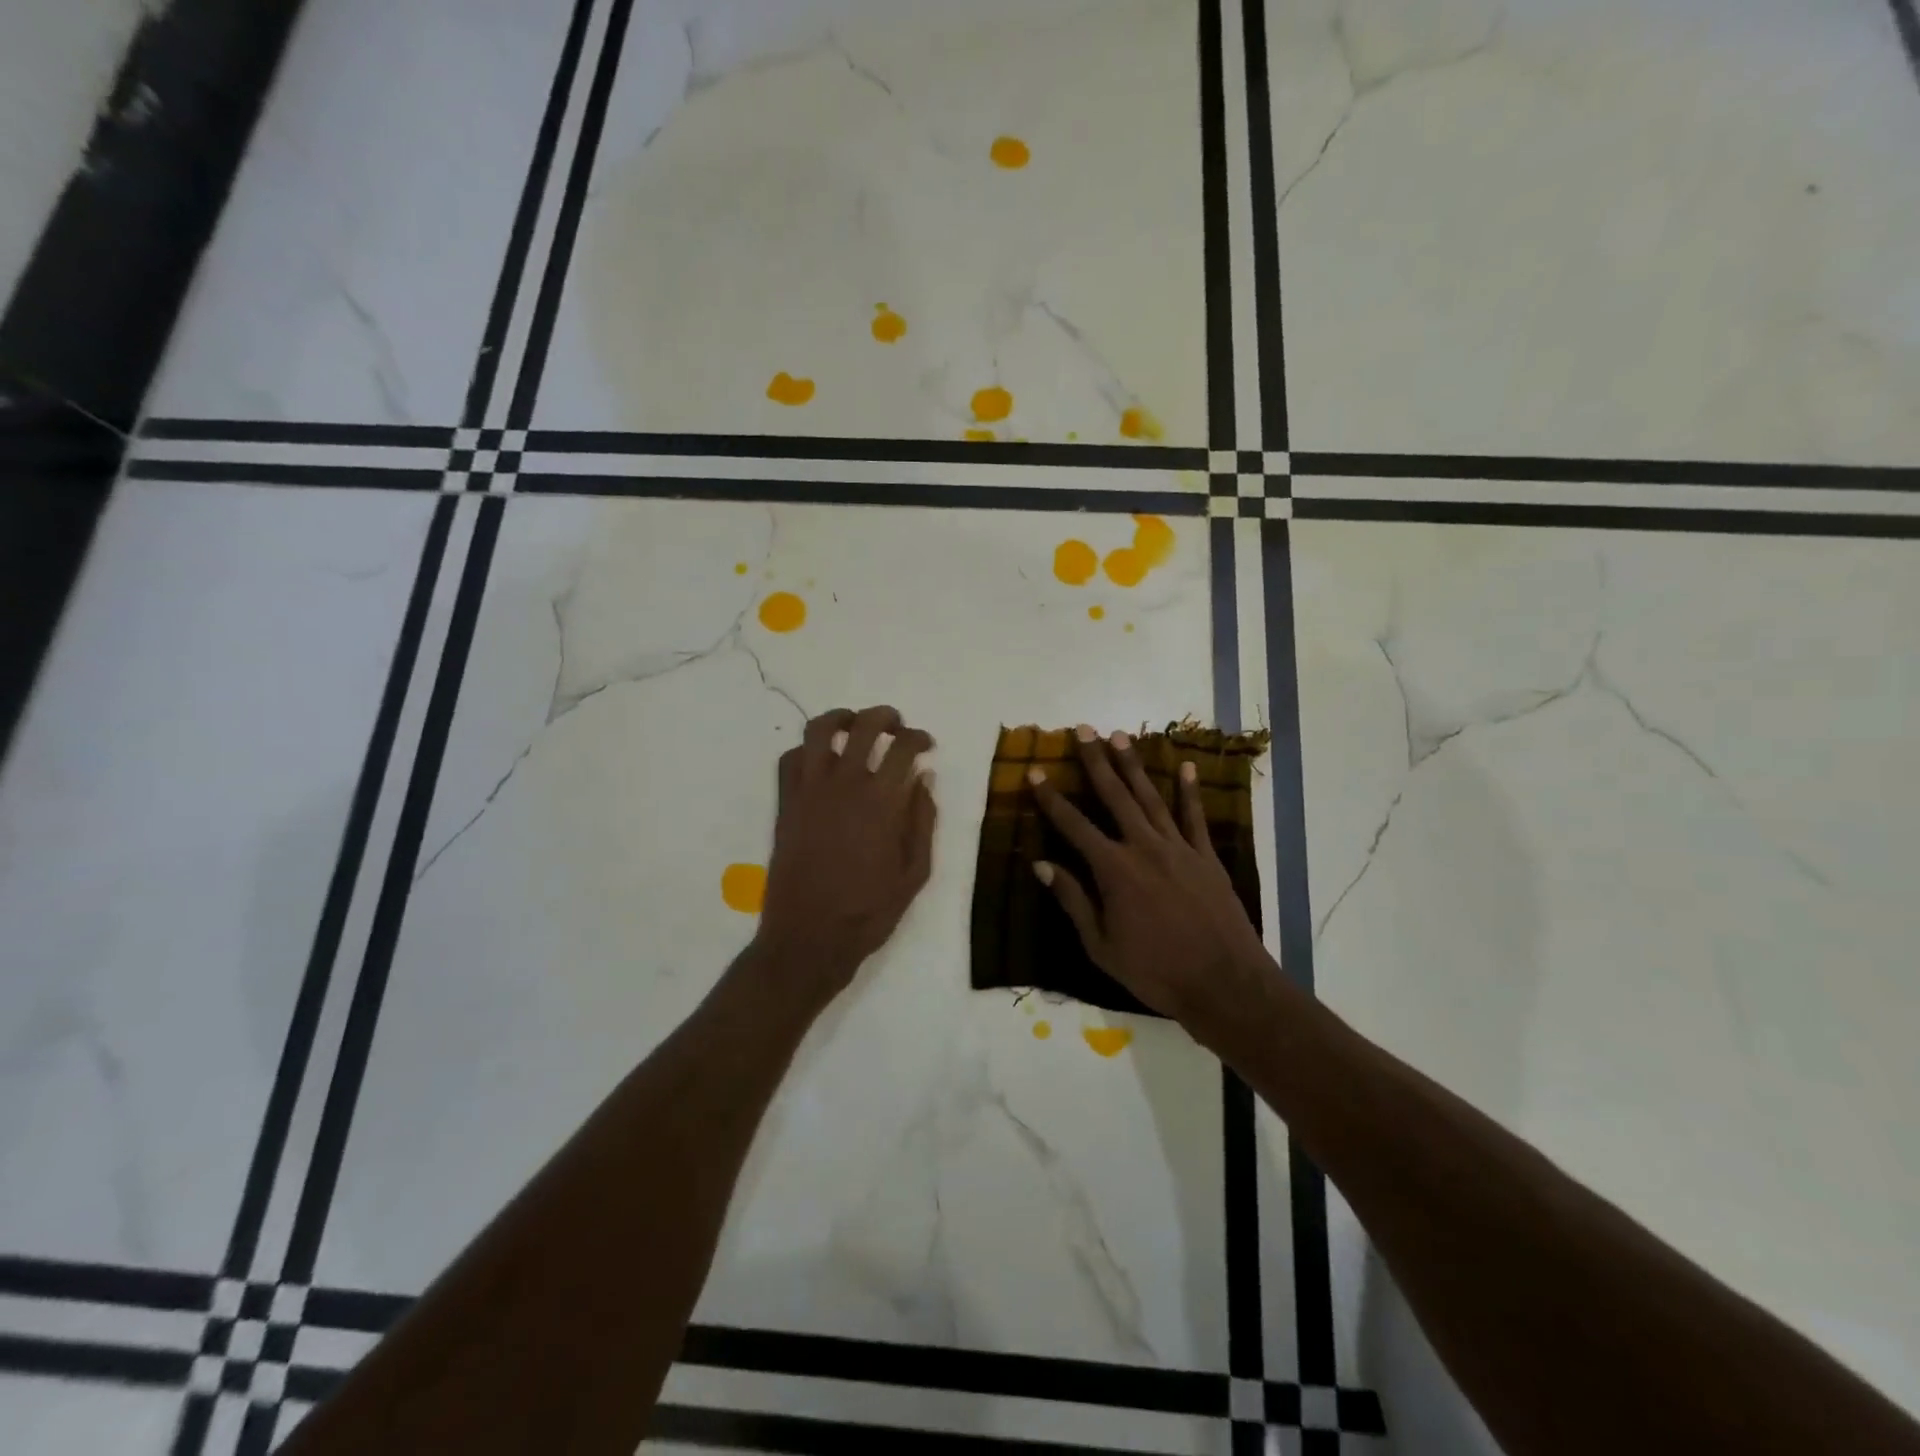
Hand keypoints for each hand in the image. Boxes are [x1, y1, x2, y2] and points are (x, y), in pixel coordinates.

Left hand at [755, 706, 936, 1002]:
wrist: (809, 939)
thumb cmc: (869, 911)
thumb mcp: (915, 872)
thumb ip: (922, 820)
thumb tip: (923, 778)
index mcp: (882, 802)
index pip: (903, 747)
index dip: (919, 737)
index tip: (926, 744)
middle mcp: (844, 785)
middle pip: (863, 726)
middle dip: (884, 717)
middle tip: (895, 725)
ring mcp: (808, 792)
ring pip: (818, 731)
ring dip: (840, 718)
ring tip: (853, 725)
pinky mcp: (785, 804)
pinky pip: (789, 760)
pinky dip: (806, 750)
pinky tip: (820, 761)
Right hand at [1028, 725, 1275, 1039]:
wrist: (1224, 983)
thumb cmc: (1156, 972)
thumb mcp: (1101, 945)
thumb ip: (1073, 900)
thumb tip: (1042, 865)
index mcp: (1114, 870)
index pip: (1074, 825)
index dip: (1051, 798)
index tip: (1035, 772)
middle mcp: (1144, 847)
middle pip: (1114, 797)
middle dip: (1096, 762)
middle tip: (1084, 730)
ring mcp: (1179, 848)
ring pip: (1151, 798)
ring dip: (1134, 766)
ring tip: (1119, 737)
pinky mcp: (1206, 857)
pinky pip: (1195, 817)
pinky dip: (1189, 791)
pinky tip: (1185, 766)